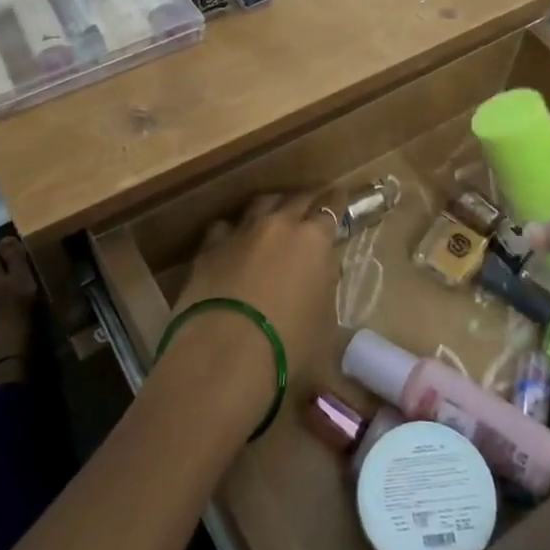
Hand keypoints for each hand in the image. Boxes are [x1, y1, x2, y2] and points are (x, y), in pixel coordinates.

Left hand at [168, 194, 338, 427]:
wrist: (224, 353)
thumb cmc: (289, 345)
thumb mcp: (325, 324)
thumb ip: (326, 289)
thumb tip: (322, 275)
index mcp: (314, 240)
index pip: (331, 209)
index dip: (337, 203)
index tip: (340, 196)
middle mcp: (278, 225)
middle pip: (296, 198)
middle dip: (307, 200)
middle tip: (313, 202)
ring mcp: (241, 232)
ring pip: (260, 204)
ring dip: (272, 207)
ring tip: (275, 215)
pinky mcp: (209, 247)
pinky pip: (225, 227)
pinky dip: (234, 231)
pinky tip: (233, 242)